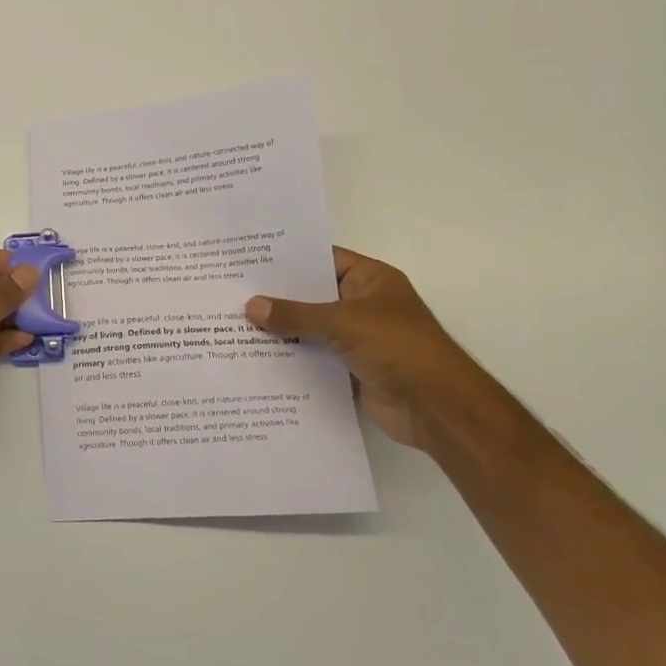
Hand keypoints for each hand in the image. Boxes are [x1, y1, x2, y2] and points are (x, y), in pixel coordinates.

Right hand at [245, 248, 488, 450]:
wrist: (435, 406)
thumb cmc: (397, 347)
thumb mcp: (342, 322)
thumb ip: (295, 314)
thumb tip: (251, 306)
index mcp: (369, 280)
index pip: (322, 260)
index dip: (288, 260)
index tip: (248, 260)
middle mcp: (362, 305)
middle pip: (311, 296)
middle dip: (276, 297)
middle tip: (231, 292)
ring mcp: (355, 338)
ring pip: (309, 329)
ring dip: (279, 331)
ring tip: (232, 324)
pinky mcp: (348, 369)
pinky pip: (312, 358)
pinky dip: (289, 359)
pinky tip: (253, 357)